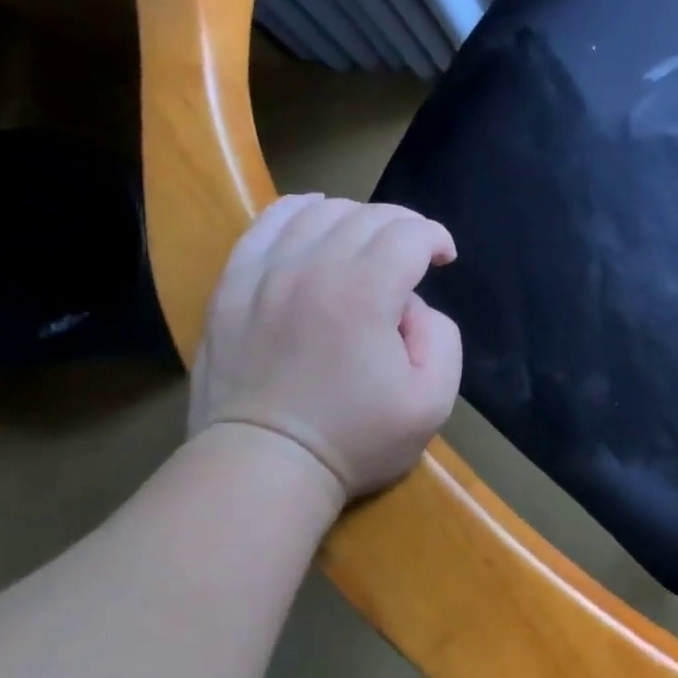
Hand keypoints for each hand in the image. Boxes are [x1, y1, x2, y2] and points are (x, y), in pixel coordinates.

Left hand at [189, 195, 461, 508]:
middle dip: (403, 225)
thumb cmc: (355, 438)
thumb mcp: (433, 400)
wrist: (264, 466)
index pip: (409, 232)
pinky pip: (266, 225)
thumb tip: (411, 305)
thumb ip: (442, 337)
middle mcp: (313, 267)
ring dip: (355, 217)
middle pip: (367, 215)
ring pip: (318, 212)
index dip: (436, 237)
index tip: (445, 259)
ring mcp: (265, 273)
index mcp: (365, 292)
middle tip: (415, 253)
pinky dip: (298, 211)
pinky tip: (313, 220)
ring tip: (369, 242)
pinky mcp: (232, 286)